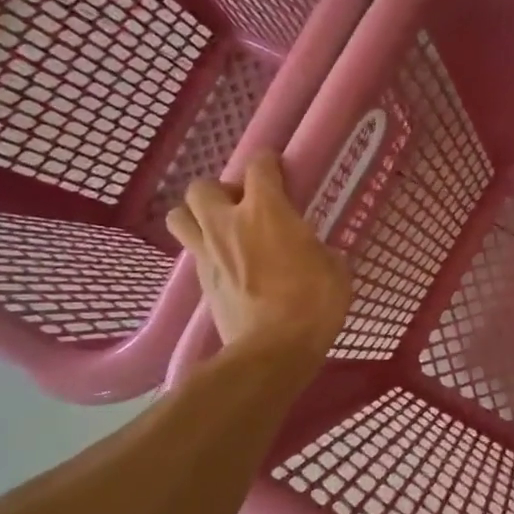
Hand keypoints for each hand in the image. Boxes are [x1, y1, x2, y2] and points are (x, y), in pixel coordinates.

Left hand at [165, 150, 352, 362]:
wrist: (273, 351)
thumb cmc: (313, 304)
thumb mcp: (334, 269)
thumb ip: (318, 249)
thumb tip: (314, 251)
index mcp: (266, 211)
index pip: (259, 166)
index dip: (269, 162)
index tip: (279, 170)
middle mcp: (228, 223)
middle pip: (202, 187)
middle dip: (221, 191)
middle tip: (244, 208)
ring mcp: (208, 253)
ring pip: (180, 216)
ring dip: (198, 216)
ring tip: (223, 231)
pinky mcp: (201, 282)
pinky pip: (193, 253)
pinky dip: (207, 251)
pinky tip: (229, 265)